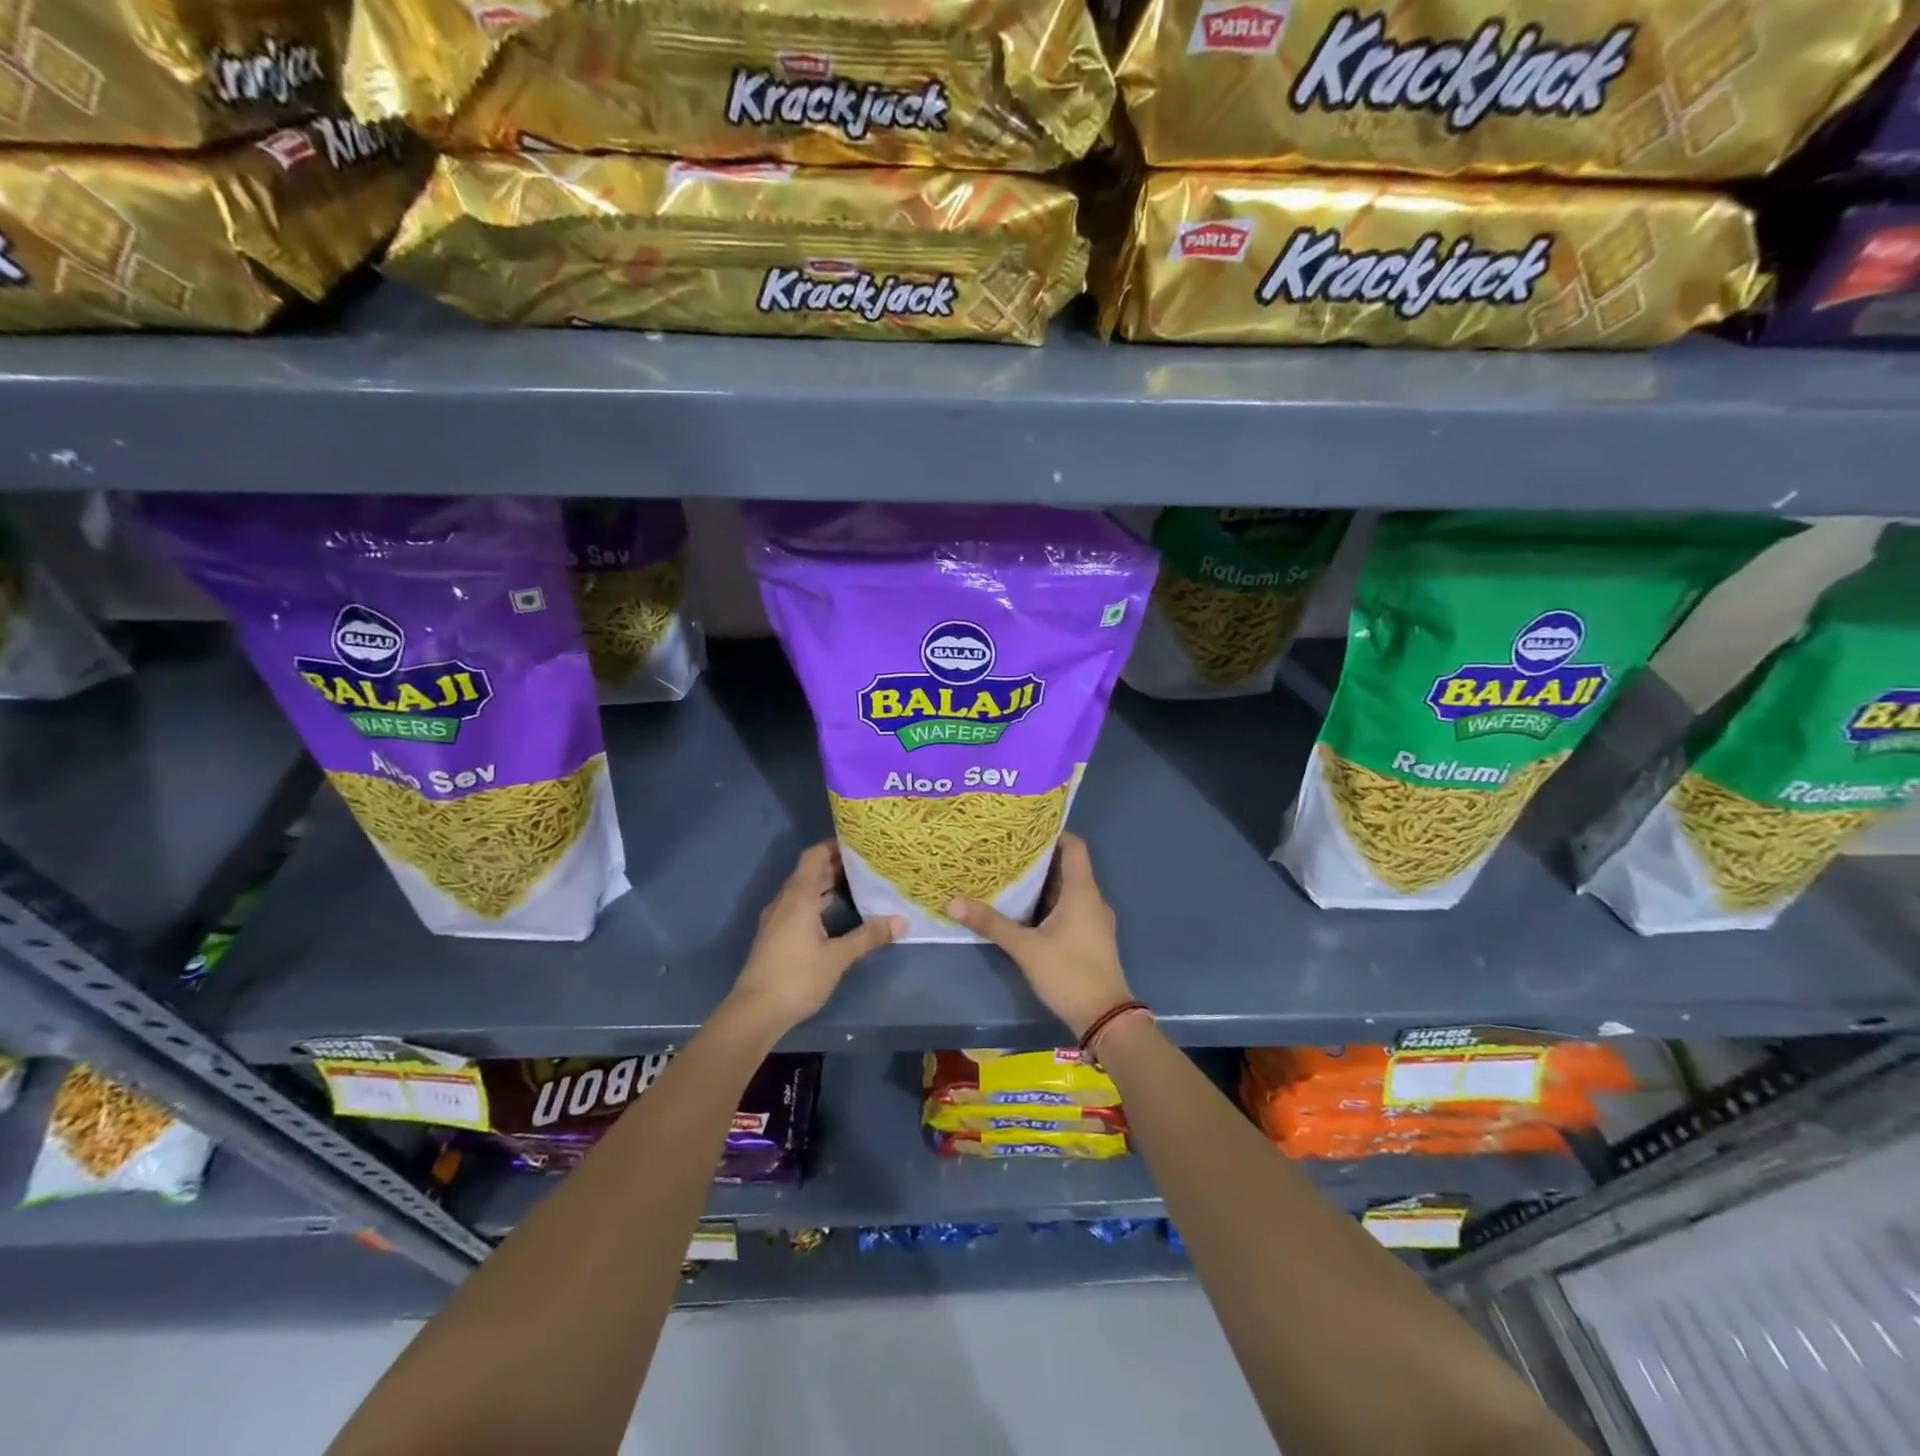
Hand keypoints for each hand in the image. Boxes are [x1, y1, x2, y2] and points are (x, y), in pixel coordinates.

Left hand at [729, 842, 902, 1032]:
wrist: (755, 1012)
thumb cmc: (797, 977)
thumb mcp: (838, 957)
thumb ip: (869, 936)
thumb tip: (901, 921)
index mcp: (799, 896)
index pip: (814, 856)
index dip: (835, 846)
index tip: (860, 845)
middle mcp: (785, 900)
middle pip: (810, 871)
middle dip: (837, 865)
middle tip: (868, 865)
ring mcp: (778, 918)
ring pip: (804, 890)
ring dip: (827, 885)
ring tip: (859, 885)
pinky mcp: (776, 935)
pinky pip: (799, 906)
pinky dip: (818, 902)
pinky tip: (838, 915)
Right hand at [947, 833, 1132, 1038]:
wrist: (1105, 1018)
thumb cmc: (1069, 974)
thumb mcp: (1026, 948)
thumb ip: (992, 924)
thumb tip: (953, 901)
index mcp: (1082, 892)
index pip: (1074, 846)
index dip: (1052, 834)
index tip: (1023, 829)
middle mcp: (1092, 900)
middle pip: (1067, 867)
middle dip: (1037, 859)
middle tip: (1004, 852)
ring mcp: (1093, 920)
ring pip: (1066, 890)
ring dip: (1041, 884)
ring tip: (1007, 877)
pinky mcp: (1090, 938)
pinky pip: (1069, 909)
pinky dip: (1048, 904)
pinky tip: (1023, 911)